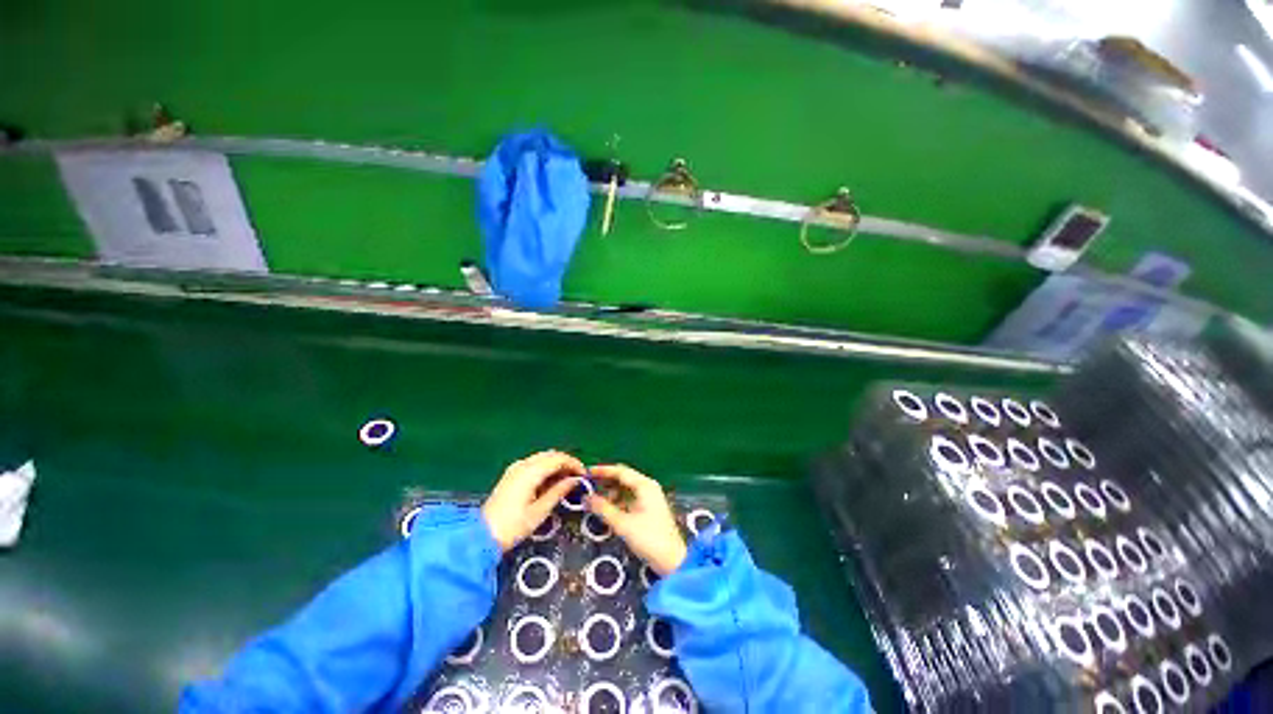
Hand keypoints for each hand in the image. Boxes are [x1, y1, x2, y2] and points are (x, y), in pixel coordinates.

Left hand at [482, 451, 584, 551]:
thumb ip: (558, 492)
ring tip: (566, 479)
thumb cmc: (513, 526)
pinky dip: (545, 467)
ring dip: (556, 464)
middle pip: (550, 455)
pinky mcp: (511, 474)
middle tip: (577, 477)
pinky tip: (550, 481)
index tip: (584, 475)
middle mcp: (523, 465)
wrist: (481, 536)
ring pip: (542, 457)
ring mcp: (515, 468)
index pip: (558, 458)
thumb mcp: (540, 511)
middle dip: (566, 462)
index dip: (574, 464)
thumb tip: (575, 480)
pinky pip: (534, 463)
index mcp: (530, 472)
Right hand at [586, 464, 687, 575]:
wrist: (672, 559)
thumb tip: (585, 498)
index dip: (603, 471)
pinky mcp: (650, 506)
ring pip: (627, 487)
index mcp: (644, 485)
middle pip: (624, 477)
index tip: (587, 472)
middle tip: (588, 485)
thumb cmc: (648, 538)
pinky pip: (631, 496)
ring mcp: (650, 496)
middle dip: (606, 480)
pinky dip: (619, 499)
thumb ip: (603, 509)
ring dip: (612, 491)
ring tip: (596, 499)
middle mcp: (648, 486)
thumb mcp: (622, 523)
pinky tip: (609, 508)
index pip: (620, 471)